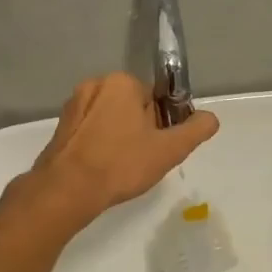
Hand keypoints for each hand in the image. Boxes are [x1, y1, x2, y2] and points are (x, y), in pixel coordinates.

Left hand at [20, 72, 218, 225]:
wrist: (67, 190)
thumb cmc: (121, 164)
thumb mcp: (169, 149)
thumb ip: (195, 130)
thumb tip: (211, 117)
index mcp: (122, 82)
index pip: (155, 99)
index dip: (162, 124)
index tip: (158, 147)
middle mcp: (95, 84)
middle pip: (132, 106)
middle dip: (140, 130)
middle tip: (141, 160)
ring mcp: (74, 105)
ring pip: (111, 119)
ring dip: (120, 138)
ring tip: (121, 167)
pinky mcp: (60, 126)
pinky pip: (91, 131)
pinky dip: (100, 145)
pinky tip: (102, 168)